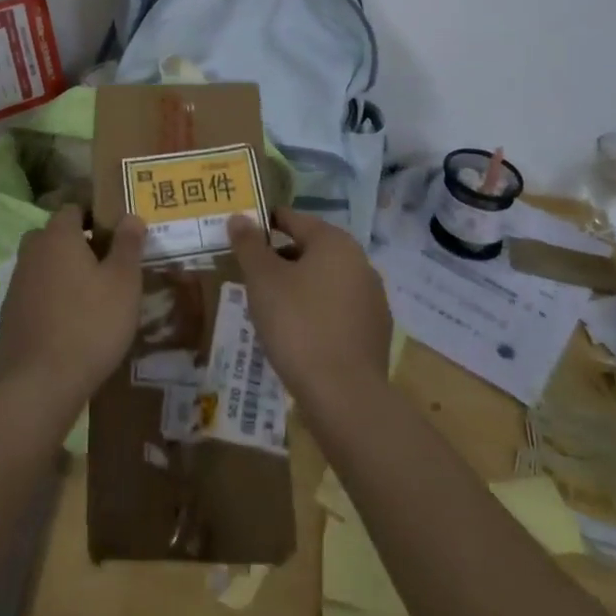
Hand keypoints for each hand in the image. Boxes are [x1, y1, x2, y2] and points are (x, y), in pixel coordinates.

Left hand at [0, 208, 145, 413]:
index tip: (117, 234)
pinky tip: (71, 321)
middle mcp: (32, 251)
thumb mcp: (123, 282)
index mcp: (58, 235)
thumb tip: (131, 216)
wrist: (39, 384)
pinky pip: (36, 292)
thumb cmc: (90, 324)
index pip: (74, 208)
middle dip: (79, 243)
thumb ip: (128, 244)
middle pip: (56, 235)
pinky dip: (51, 298)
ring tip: (92, 295)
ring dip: (64, 271)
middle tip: (107, 264)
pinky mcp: (11, 314)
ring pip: (44, 264)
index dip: (96, 216)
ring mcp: (17, 283)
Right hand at [227, 209, 391, 411]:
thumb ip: (248, 244)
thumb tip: (239, 218)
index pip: (293, 219)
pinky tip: (298, 334)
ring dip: (299, 287)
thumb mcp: (262, 279)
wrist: (345, 397)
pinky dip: (317, 312)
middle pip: (311, 249)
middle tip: (251, 278)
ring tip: (271, 308)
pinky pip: (338, 310)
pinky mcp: (375, 333)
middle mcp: (360, 262)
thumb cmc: (298, 325)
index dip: (264, 224)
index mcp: (334, 242)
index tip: (241, 238)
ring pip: (325, 281)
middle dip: (280, 259)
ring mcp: (373, 299)